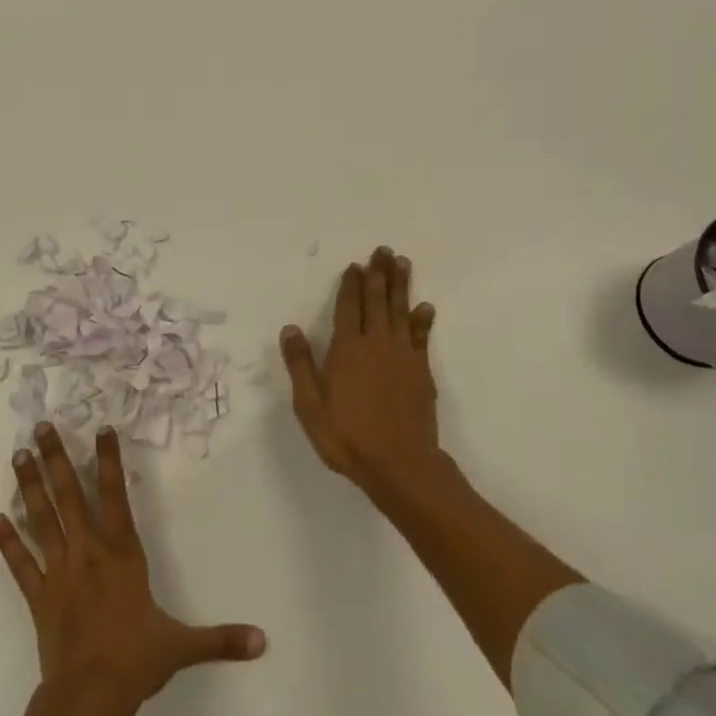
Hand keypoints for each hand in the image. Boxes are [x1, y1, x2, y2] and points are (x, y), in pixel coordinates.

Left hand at [0, 423, 265, 712]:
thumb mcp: (182, 646)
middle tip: (40, 427)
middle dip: (56, 458)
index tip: (100, 429)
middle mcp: (88, 551)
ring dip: (29, 486)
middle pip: (69, 495)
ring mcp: (58, 571)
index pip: (116, 495)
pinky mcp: (37, 595)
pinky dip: (6, 542)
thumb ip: (221, 639)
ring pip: (41, 519)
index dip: (109, 461)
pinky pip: (19, 563)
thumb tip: (263, 641)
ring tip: (17, 456)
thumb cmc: (136, 662)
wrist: (90, 699)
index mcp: (122, 553)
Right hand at [281, 246, 443, 498]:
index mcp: (347, 348)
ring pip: (401, 310)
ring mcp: (403, 355)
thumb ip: (301, 364)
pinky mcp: (421, 370)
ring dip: (401, 285)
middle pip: (378, 300)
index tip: (355, 265)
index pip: (349, 307)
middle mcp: (376, 343)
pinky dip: (422, 319)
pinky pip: (422, 336)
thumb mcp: (310, 405)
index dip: (351, 285)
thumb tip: (290, 328)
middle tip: (383, 251)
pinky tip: (425, 307)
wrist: (400, 464)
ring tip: (402, 263)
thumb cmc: (348, 436)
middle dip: (379, 274)